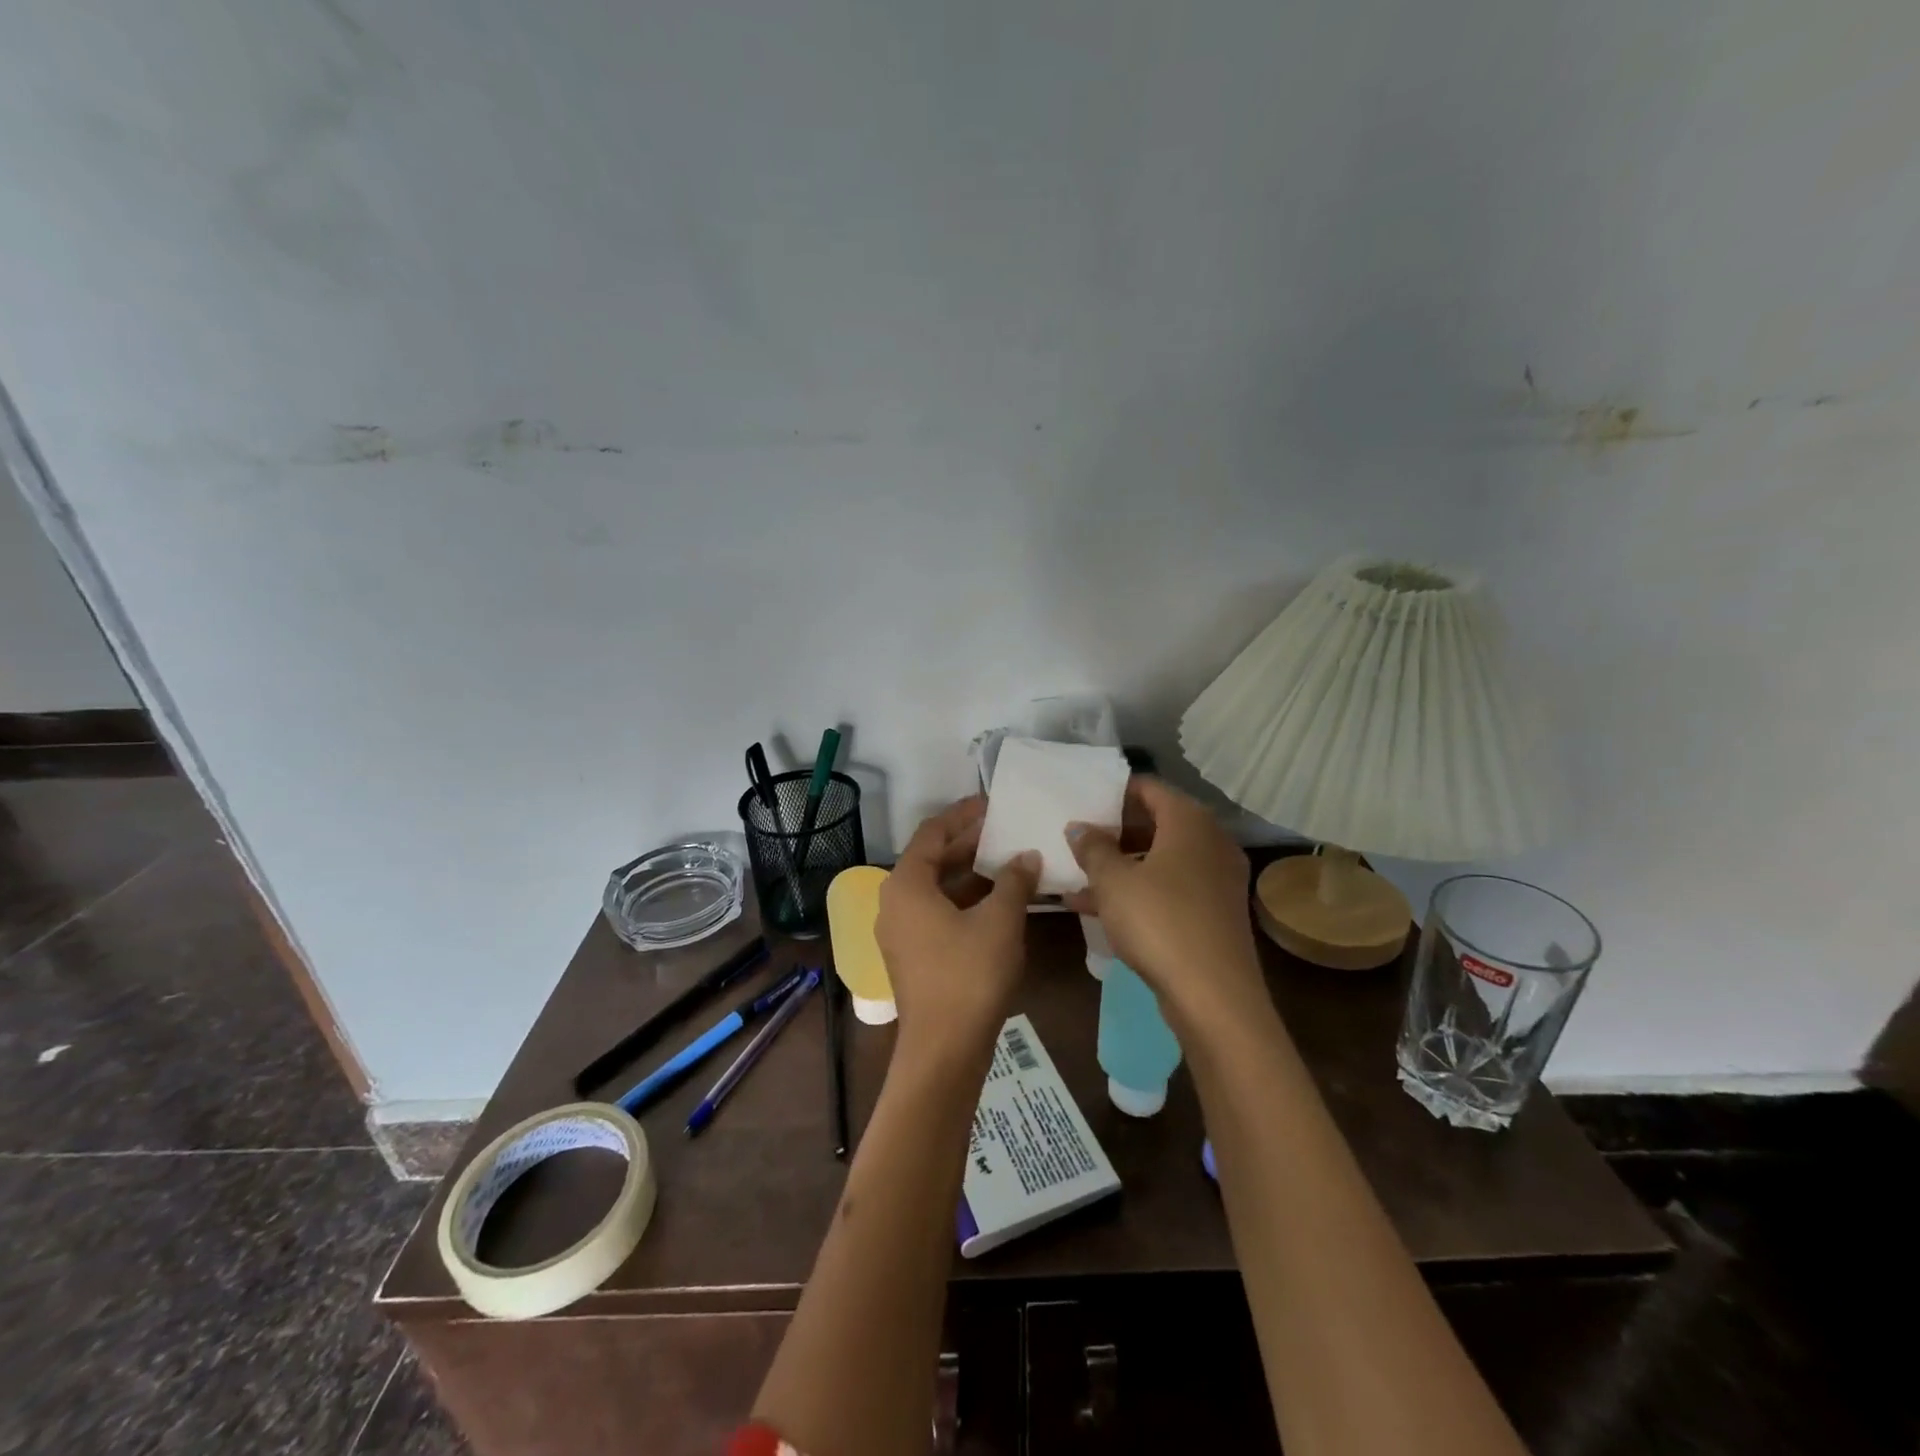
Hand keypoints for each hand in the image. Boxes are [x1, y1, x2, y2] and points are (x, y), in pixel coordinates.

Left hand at [876, 797, 1039, 1056]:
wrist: (944, 1049)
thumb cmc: (969, 975)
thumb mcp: (999, 921)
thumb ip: (1014, 881)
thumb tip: (1027, 856)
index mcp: (906, 884)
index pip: (932, 832)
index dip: (963, 814)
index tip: (993, 803)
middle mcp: (895, 901)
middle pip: (932, 858)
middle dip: (969, 843)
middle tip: (1007, 830)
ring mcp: (901, 930)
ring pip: (936, 887)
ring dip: (971, 873)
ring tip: (1009, 861)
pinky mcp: (912, 954)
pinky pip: (937, 911)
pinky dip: (965, 900)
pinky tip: (998, 900)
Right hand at [1064, 777, 1267, 1035]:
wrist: (1214, 996)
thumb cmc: (1159, 922)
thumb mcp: (1113, 881)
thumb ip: (1093, 848)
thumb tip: (1079, 826)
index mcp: (1190, 822)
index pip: (1150, 788)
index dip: (1115, 791)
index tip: (1084, 800)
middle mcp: (1210, 842)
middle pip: (1157, 823)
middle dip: (1115, 831)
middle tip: (1078, 838)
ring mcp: (1217, 879)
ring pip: (1161, 860)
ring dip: (1121, 865)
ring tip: (1078, 876)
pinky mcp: (1214, 912)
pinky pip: (1170, 888)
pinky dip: (1139, 891)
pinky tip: (1098, 909)